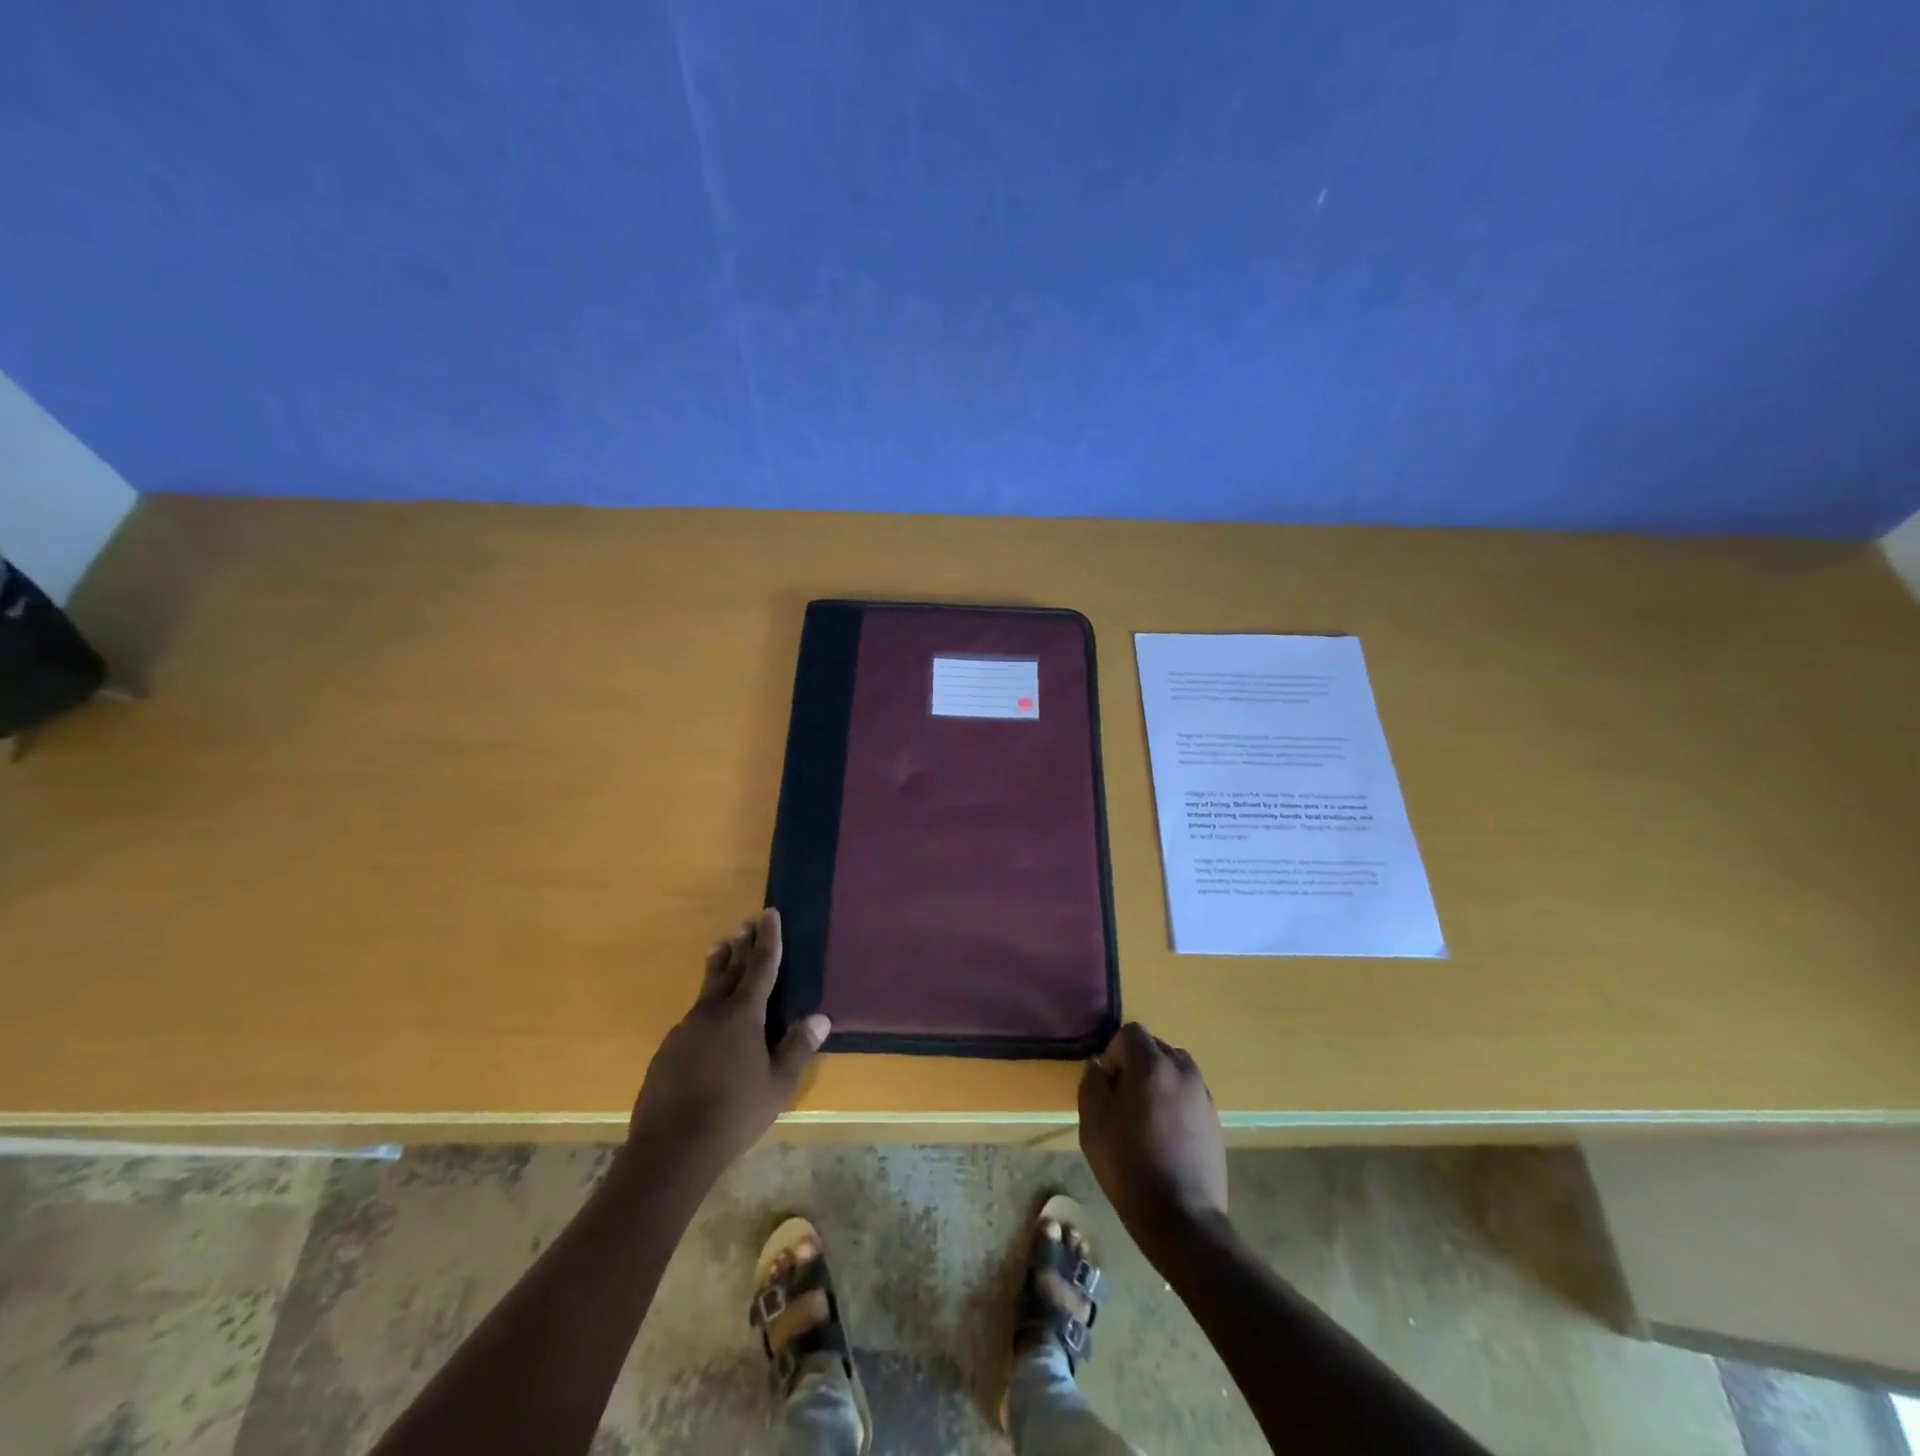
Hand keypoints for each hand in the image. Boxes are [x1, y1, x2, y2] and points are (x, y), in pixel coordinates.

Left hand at [626, 909, 828, 1179]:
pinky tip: (708, 1016)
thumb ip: (798, 1049)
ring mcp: (685, 1030)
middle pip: (730, 969)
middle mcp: (712, 1013)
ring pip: (707, 989)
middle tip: (747, 922)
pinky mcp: (668, 1049)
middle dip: (742, 945)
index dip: (768, 939)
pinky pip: (694, 1015)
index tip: (769, 913)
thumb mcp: (777, 1086)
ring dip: (720, 966)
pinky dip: (707, 1003)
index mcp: (743, 1016)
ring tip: (723, 948)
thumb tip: (821, 1018)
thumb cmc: (733, 1115)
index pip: (761, 967)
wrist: (669, 1150)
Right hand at [1078, 1023, 1228, 1248]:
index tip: (1108, 1084)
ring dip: (1158, 1080)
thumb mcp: (1093, 1124)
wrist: (1181, 1218)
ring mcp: (1203, 1095)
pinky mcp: (1215, 1119)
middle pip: (1156, 1047)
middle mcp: (1183, 1071)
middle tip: (1123, 1099)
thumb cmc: (1129, 1166)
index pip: (1131, 1033)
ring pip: (1176, 1069)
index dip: (1114, 1052)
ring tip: (1146, 1116)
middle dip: (1136, 1063)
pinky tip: (1165, 1134)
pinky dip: (1175, 1100)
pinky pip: (1189, 1093)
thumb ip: (1092, 1084)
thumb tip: (1099, 1067)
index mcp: (1153, 1065)